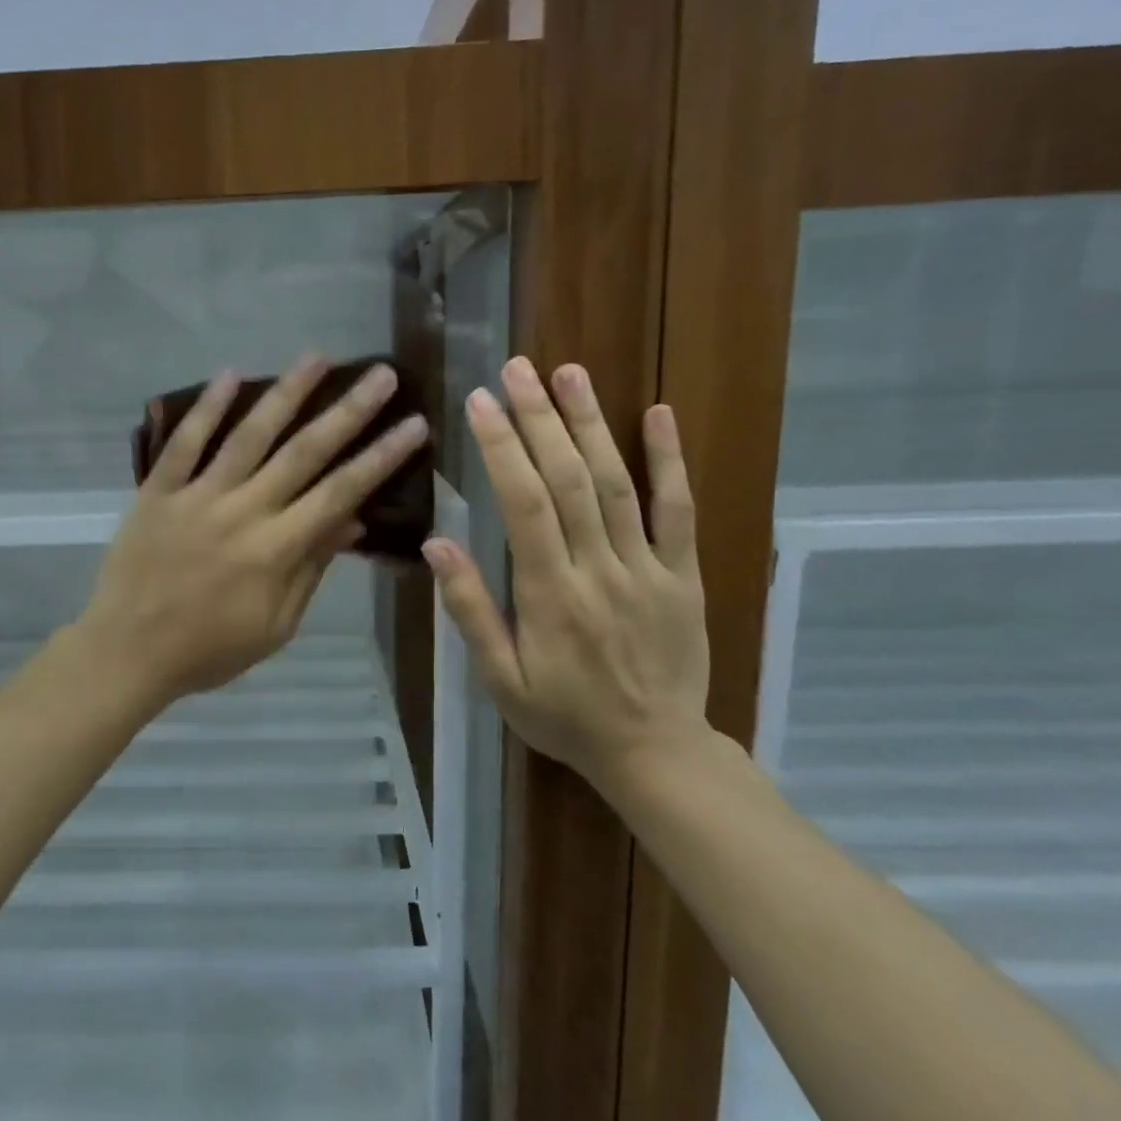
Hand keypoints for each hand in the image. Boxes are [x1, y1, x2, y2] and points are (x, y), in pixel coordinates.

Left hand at [78, 354, 429, 706]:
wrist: (128, 652)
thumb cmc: (209, 649)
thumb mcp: (275, 626)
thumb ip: (312, 568)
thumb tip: (353, 520)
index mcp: (276, 548)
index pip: (341, 492)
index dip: (381, 456)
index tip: (414, 424)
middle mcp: (243, 511)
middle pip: (304, 452)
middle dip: (349, 411)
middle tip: (381, 375)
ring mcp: (197, 495)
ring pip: (249, 435)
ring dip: (286, 393)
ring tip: (317, 358)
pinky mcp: (158, 490)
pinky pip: (184, 442)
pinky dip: (206, 407)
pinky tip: (230, 374)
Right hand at [422, 357, 710, 790]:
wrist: (655, 752)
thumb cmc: (564, 716)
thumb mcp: (500, 679)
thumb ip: (470, 611)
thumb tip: (436, 545)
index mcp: (550, 594)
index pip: (523, 505)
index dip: (501, 448)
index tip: (480, 402)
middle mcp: (599, 569)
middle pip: (568, 480)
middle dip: (539, 419)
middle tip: (517, 368)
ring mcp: (648, 568)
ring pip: (617, 484)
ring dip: (591, 424)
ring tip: (569, 373)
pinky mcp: (683, 574)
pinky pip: (679, 511)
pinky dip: (670, 461)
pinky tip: (659, 415)